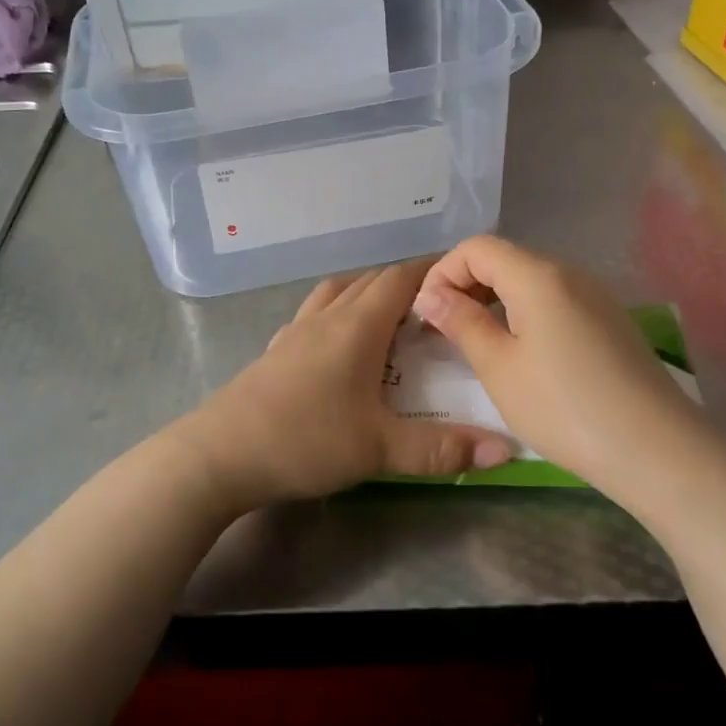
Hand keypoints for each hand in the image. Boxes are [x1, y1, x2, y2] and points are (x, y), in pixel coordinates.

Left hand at [173, 259, 516, 512]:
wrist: (219, 454)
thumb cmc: (305, 440)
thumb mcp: (380, 449)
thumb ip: (443, 450)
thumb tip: (506, 450)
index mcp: (357, 326)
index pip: (400, 279)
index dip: (432, 270)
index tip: (462, 276)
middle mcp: (326, 318)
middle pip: (370, 281)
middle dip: (405, 283)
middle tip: (437, 305)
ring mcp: (294, 333)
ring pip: (336, 293)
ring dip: (366, 294)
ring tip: (389, 317)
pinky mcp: (274, 352)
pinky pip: (312, 317)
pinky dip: (334, 315)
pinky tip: (336, 344)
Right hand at [411, 236, 704, 495]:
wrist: (657, 451)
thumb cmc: (564, 408)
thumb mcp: (499, 368)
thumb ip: (462, 323)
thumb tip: (431, 296)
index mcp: (538, 276)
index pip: (477, 247)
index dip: (442, 272)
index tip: (427, 314)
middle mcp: (569, 274)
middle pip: (505, 259)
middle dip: (466, 286)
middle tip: (444, 330)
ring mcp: (595, 297)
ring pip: (530, 282)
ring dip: (495, 302)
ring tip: (477, 344)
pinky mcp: (610, 323)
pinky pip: (555, 302)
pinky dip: (525, 315)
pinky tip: (522, 355)